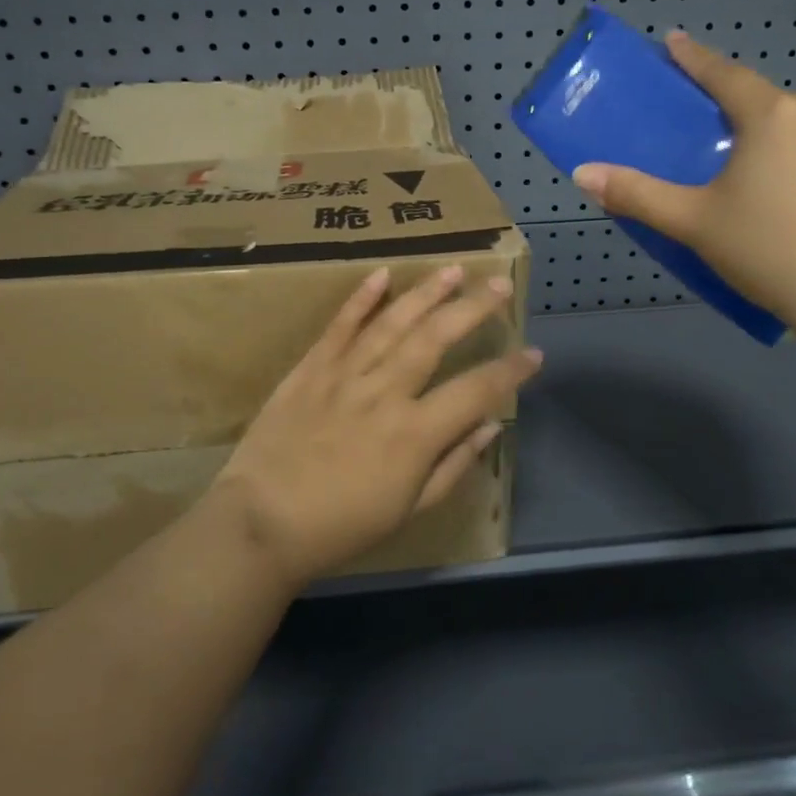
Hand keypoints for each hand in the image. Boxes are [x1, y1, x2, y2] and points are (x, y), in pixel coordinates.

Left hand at [210, 264, 542, 589]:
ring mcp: (345, 375)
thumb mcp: (408, 510)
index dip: (509, 371)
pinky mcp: (311, 368)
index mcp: (415, 433)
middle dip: (473, 308)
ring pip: (393, 323)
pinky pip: (340, 327)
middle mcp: (385, 393)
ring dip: (425, 293)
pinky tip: (381, 275)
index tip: (533, 353)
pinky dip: (360, 299)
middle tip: (499, 285)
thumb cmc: (342, 526)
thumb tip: (490, 427)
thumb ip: (453, 464)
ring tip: (453, 269)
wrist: (262, 522)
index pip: (476, 391)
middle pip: (436, 339)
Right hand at [571, 30, 795, 330]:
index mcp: (774, 117)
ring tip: (792, 205)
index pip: (725, 74)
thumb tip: (582, 173)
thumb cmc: (774, 253)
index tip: (676, 41)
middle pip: (778, 112)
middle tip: (739, 170)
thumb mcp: (695, 225)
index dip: (695, 58)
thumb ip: (637, 195)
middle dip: (755, 129)